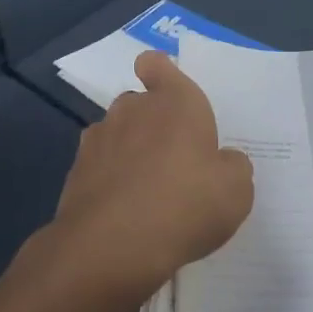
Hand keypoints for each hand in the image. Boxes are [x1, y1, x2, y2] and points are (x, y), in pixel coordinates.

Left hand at [51, 52, 254, 300]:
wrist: (112, 246)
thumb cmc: (186, 205)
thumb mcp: (236, 190)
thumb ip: (233, 167)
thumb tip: (223, 161)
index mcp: (176, 102)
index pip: (157, 64)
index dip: (160, 72)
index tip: (168, 92)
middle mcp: (133, 110)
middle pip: (140, 103)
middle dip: (153, 123)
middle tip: (174, 160)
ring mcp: (99, 140)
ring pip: (118, 135)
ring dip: (130, 153)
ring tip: (149, 192)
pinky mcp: (76, 173)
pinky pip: (100, 167)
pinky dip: (111, 181)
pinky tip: (126, 212)